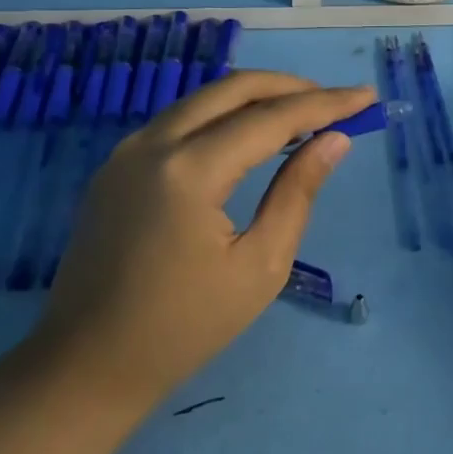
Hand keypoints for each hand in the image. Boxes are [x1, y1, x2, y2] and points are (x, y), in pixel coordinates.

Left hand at [36, 71, 373, 410]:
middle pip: (234, 89)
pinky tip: (250, 137)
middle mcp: (153, 142)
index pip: (271, 118)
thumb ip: (297, 193)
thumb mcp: (259, 266)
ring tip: (303, 115)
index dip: (325, 104)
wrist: (86, 366)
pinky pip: (181, 121)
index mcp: (189, 170)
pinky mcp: (116, 165)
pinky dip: (224, 117)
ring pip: (204, 99)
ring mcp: (127, 150)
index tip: (366, 97)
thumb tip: (334, 140)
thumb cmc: (184, 327)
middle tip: (336, 102)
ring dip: (257, 98)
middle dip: (291, 87)